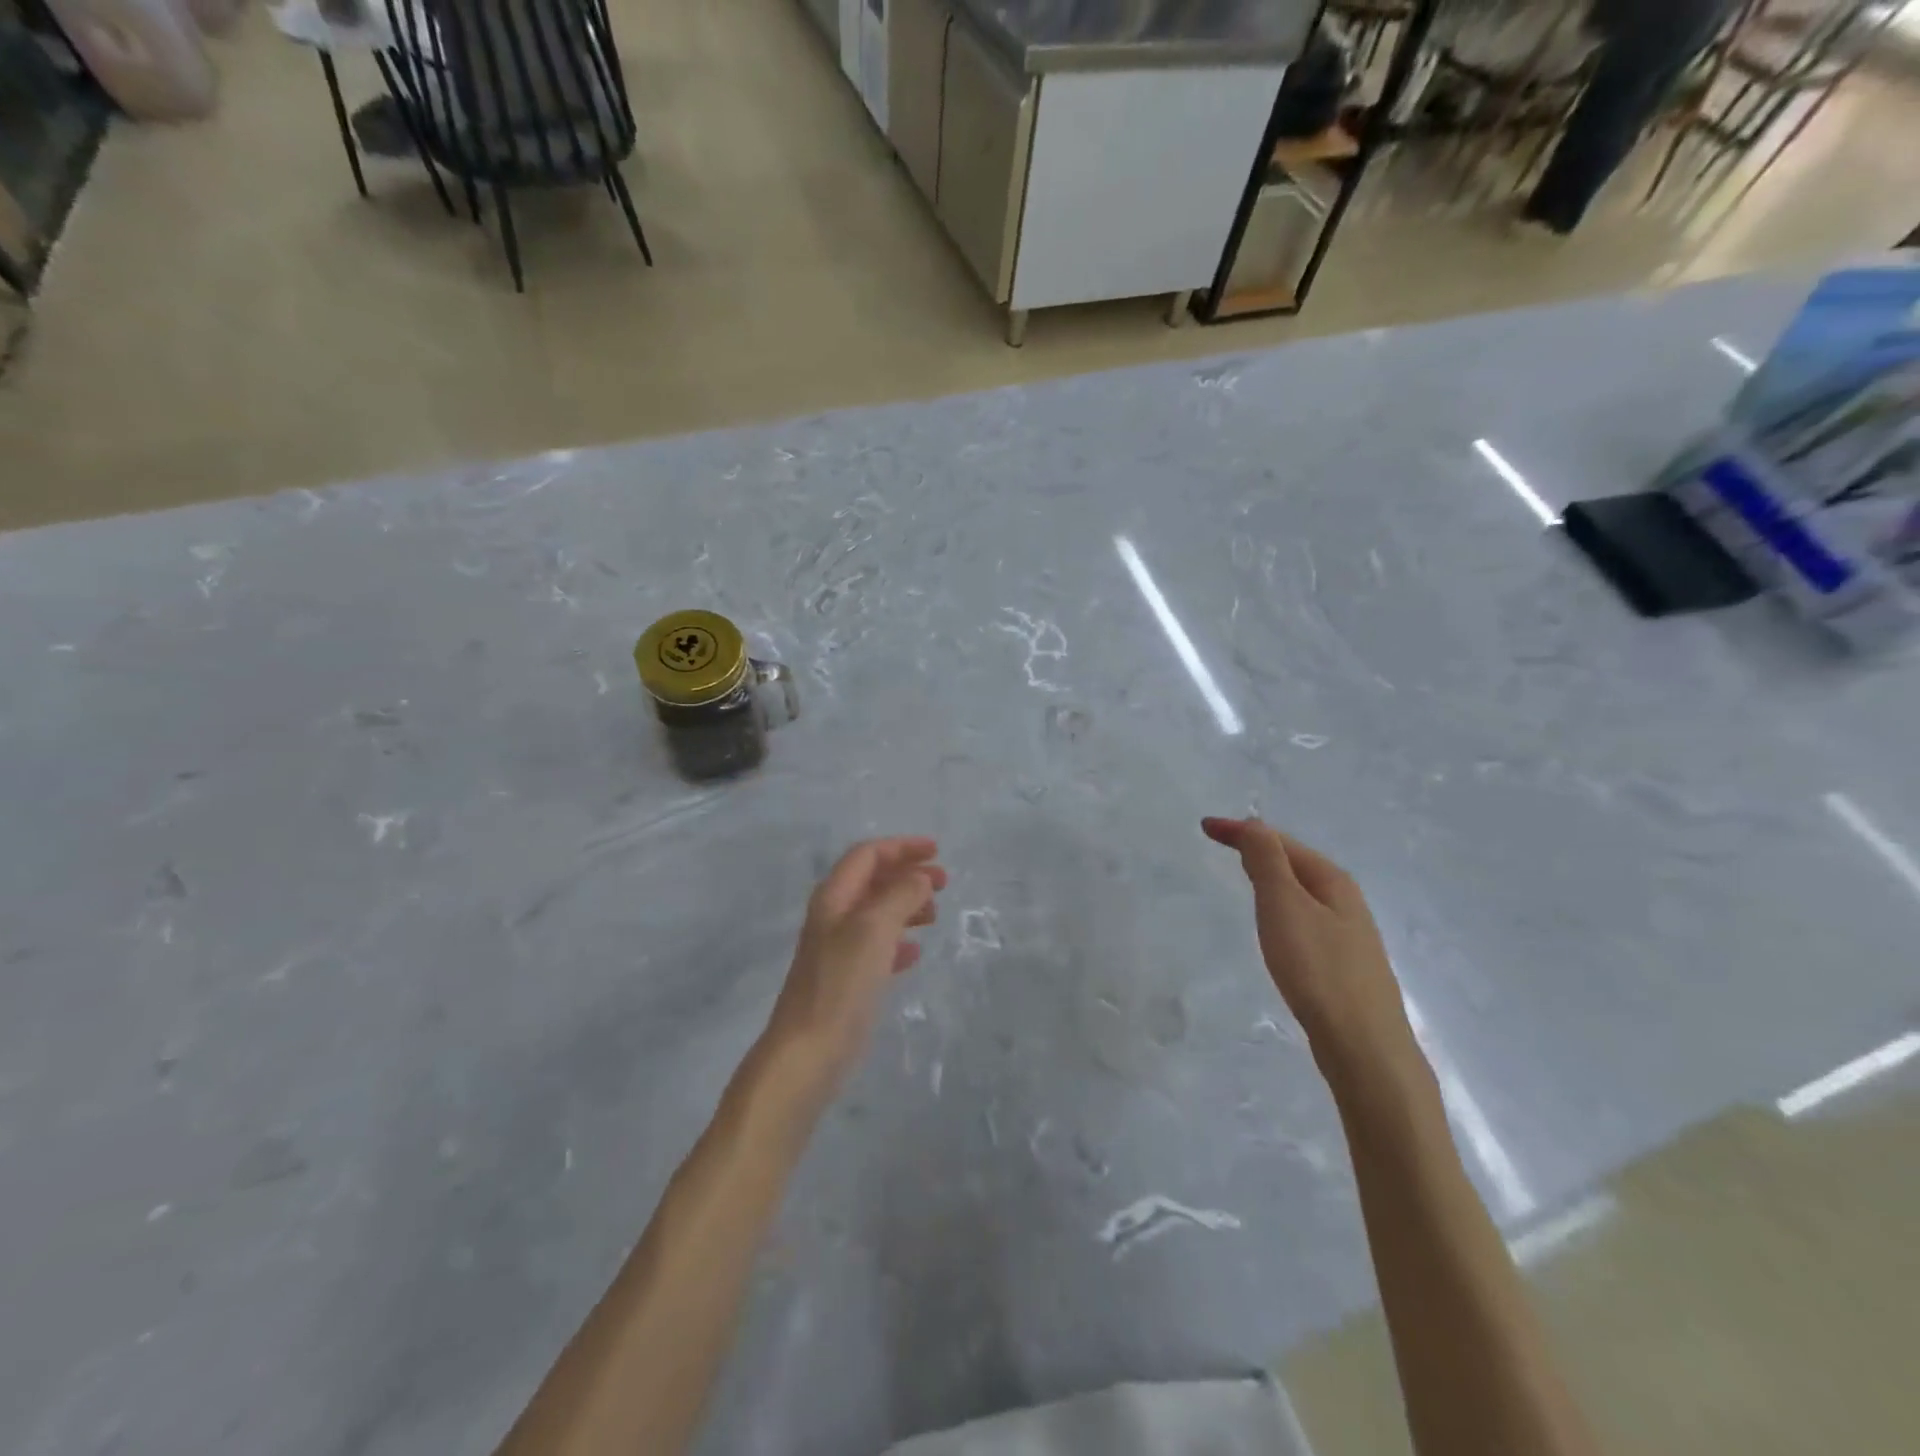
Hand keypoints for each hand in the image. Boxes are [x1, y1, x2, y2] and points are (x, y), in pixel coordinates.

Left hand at [761, 837, 945, 1103]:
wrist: (808, 1052)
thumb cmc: (841, 983)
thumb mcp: (874, 929)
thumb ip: (900, 896)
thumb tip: (919, 879)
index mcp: (834, 898)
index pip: (867, 855)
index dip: (901, 847)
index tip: (937, 851)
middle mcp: (833, 917)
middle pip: (873, 881)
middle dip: (908, 875)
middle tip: (944, 882)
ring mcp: (839, 950)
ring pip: (877, 913)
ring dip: (906, 905)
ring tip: (935, 915)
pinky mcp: (847, 980)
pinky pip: (877, 947)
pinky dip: (899, 941)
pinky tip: (916, 954)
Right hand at [1201, 817, 1416, 1071]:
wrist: (1364, 1046)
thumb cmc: (1318, 969)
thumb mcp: (1284, 906)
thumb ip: (1267, 862)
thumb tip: (1254, 823)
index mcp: (1333, 880)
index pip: (1280, 842)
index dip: (1242, 830)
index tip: (1204, 827)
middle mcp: (1346, 901)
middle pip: (1295, 863)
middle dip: (1259, 848)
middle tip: (1223, 843)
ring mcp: (1348, 935)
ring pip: (1302, 892)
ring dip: (1272, 877)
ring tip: (1245, 875)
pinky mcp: (1342, 966)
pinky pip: (1305, 919)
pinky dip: (1282, 907)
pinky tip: (1276, 926)